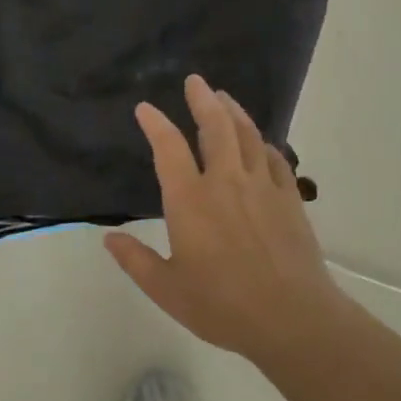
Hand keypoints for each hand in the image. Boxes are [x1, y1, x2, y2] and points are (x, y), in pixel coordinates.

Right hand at [106, 75, 351, 371]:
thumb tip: (109, 238)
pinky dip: (264, 143)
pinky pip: (276, 159)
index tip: (145, 108)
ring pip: (248, 136)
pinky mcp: (290, 199)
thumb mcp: (166, 289)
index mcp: (190, 201)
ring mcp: (263, 187)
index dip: (155, 124)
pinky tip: (261, 142)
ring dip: (234, 113)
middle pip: (215, 128)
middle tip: (195, 81)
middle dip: (202, 100)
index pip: (168, 149)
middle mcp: (226, 183)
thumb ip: (136, 260)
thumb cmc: (221, 305)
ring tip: (225, 98)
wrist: (291, 318)